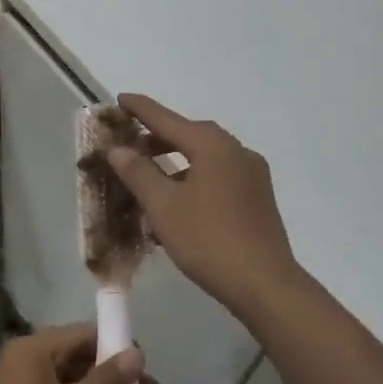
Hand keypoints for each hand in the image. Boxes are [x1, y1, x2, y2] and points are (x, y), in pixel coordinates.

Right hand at [105, 94, 300, 317]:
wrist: (264, 284)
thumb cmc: (208, 240)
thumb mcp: (164, 206)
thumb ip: (138, 173)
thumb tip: (118, 149)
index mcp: (214, 146)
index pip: (168, 120)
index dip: (141, 110)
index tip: (120, 99)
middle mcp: (237, 152)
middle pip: (189, 138)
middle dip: (157, 142)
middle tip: (128, 149)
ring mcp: (252, 176)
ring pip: (204, 161)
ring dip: (174, 167)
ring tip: (147, 184)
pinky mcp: (257, 199)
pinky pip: (218, 180)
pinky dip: (193, 183)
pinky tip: (176, 208)